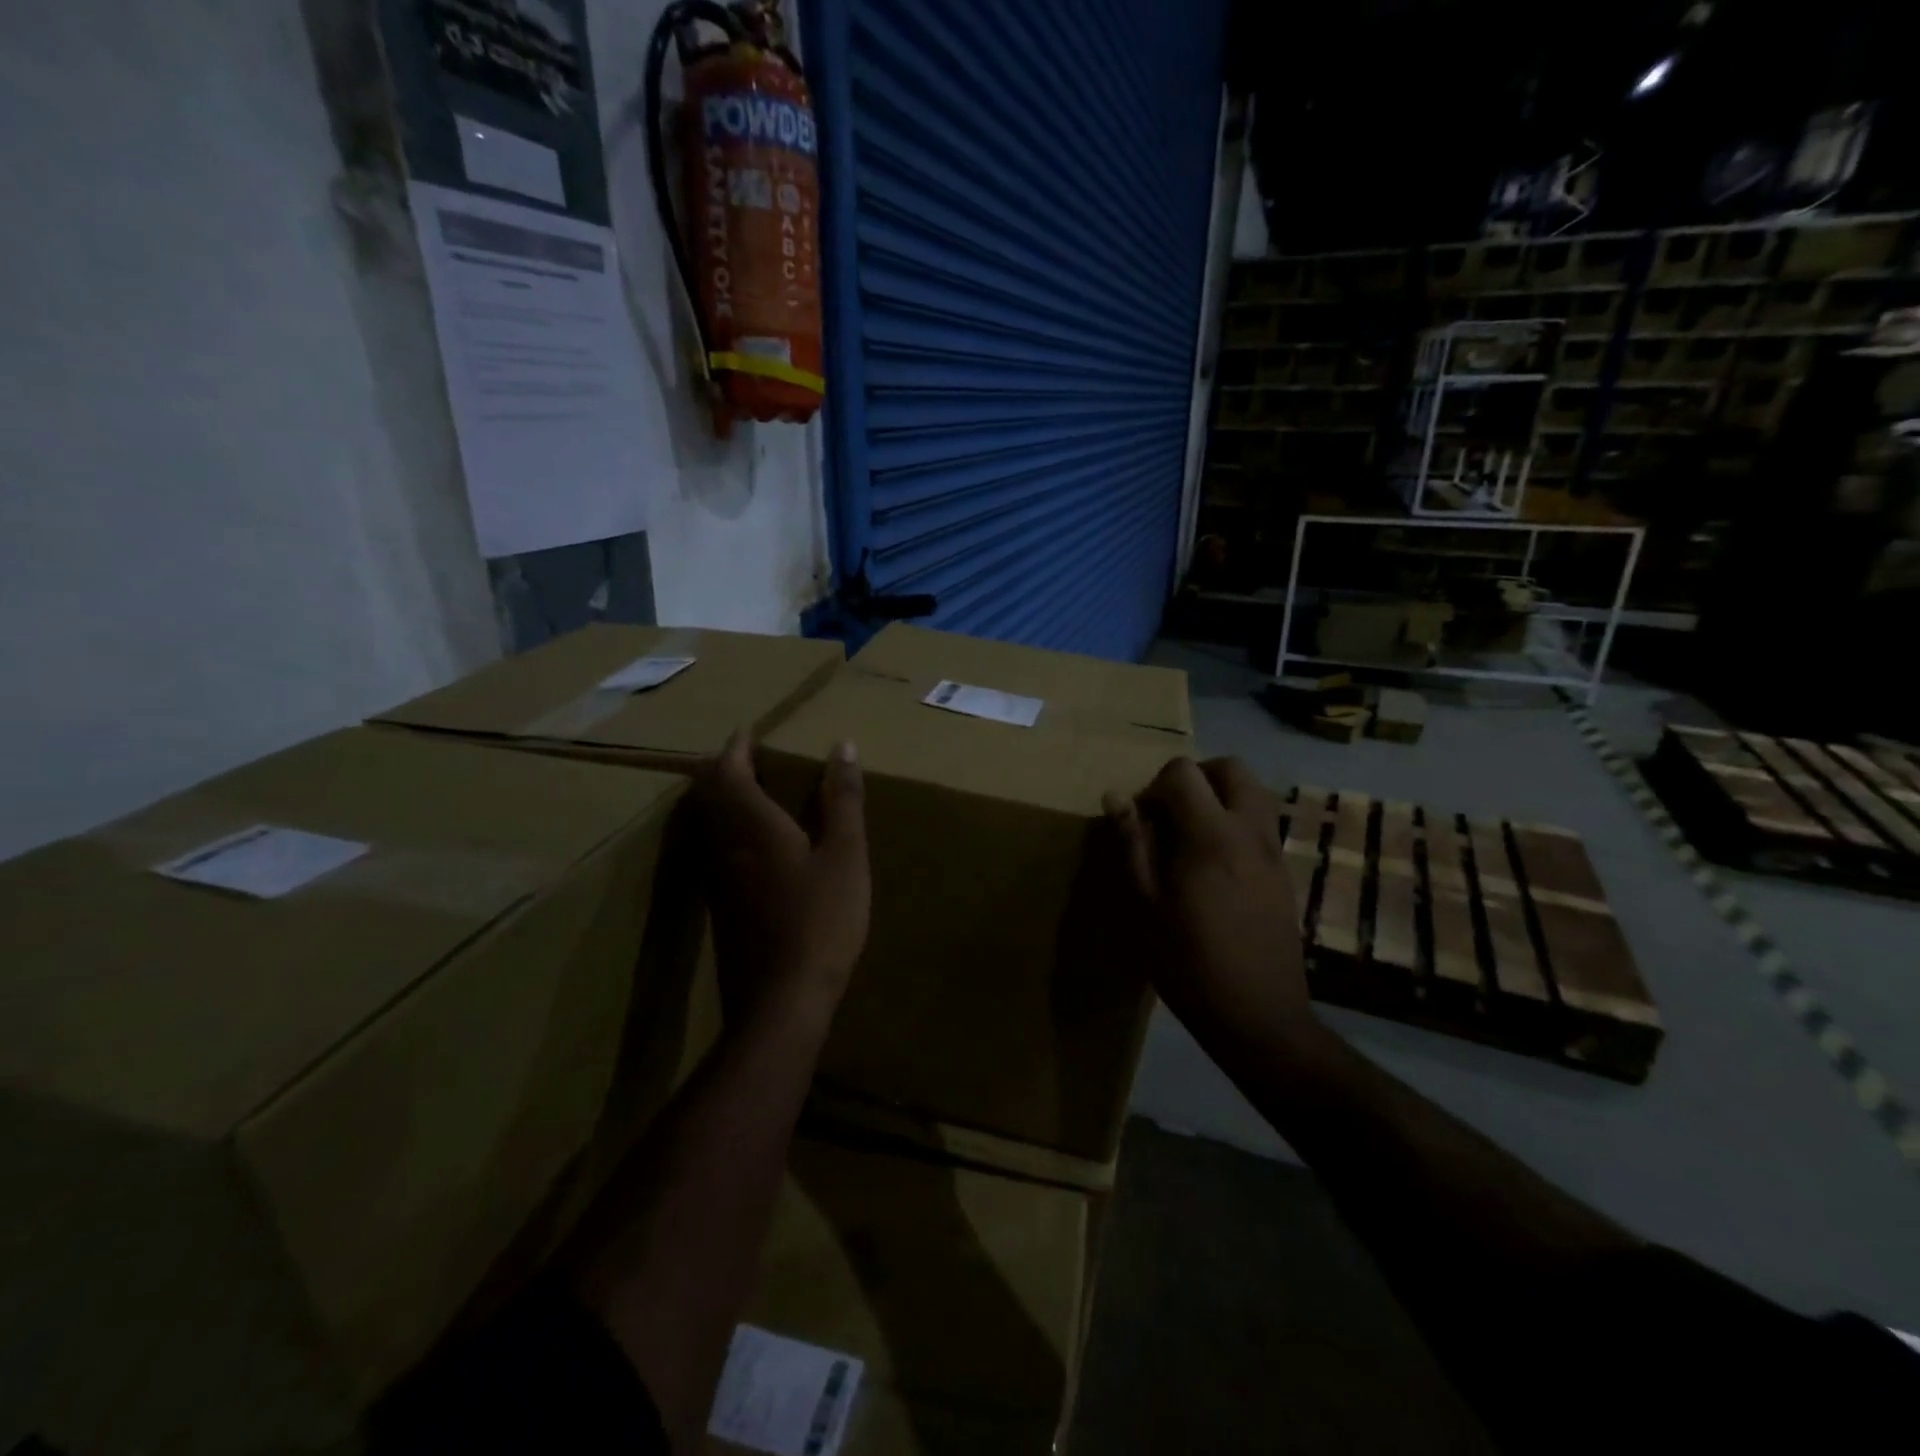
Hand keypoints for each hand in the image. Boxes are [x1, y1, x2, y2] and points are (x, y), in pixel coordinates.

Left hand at [693, 732, 868, 1026]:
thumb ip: (843, 800)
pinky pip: (717, 850)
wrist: (781, 1002)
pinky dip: (731, 831)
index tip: (750, 732)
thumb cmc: (821, 921)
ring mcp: (718, 880)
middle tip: (753, 758)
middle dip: (726, 769)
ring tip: (757, 794)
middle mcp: (725, 846)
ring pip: (710, 824)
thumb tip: (843, 746)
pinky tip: (759, 847)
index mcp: (753, 825)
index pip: (729, 771)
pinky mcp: (722, 907)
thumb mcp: (845, 855)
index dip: (737, 748)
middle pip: (710, 795)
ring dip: (726, 800)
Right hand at [1105, 757, 1315, 1046]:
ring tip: (1190, 836)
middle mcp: (1250, 831)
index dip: (1154, 787)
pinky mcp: (1285, 872)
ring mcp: (1274, 851)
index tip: (1141, 822)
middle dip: (1194, 778)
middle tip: (1168, 815)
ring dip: (1219, 797)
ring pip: (1253, 792)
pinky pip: (1261, 823)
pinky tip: (1213, 867)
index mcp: (1212, 835)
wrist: (1258, 1016)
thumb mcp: (1145, 905)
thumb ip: (1133, 844)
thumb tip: (1117, 798)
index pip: (1184, 773)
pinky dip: (1235, 822)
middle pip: (1230, 768)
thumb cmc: (1189, 963)